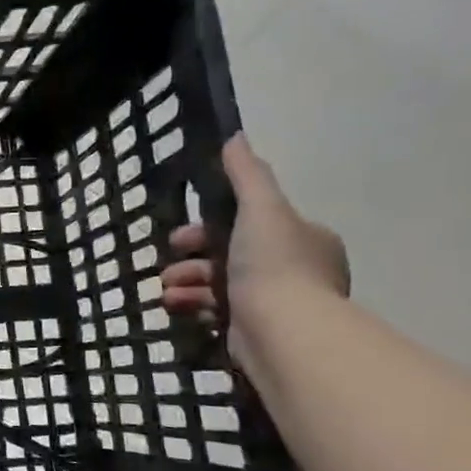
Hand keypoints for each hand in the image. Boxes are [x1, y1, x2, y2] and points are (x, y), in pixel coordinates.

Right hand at [162, 135, 348, 353]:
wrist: (283, 333)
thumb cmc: (273, 265)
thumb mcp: (261, 208)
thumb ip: (247, 175)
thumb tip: (235, 137)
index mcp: (303, 238)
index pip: (251, 223)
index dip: (211, 225)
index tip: (182, 235)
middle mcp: (295, 269)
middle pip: (229, 254)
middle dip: (192, 258)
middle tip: (168, 264)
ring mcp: (276, 304)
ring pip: (218, 284)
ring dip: (186, 283)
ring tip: (166, 292)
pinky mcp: (256, 331)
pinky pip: (217, 312)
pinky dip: (193, 307)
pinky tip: (175, 307)